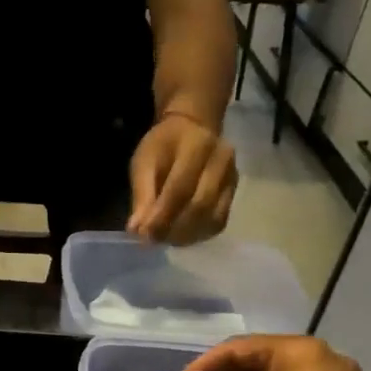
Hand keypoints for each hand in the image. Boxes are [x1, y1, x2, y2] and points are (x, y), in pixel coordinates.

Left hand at [128, 115, 237, 243]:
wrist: (193, 130)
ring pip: (212, 218)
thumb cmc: (163, 145)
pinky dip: (197, 234)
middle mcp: (222, 162)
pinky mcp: (234, 194)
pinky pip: (218, 222)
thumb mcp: (144, 161)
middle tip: (151, 240)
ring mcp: (232, 180)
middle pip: (200, 206)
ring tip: (163, 239)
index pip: (181, 188)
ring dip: (185, 236)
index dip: (162, 216)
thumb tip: (136, 230)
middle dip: (173, 228)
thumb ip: (142, 195)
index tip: (143, 235)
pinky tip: (179, 236)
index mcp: (198, 146)